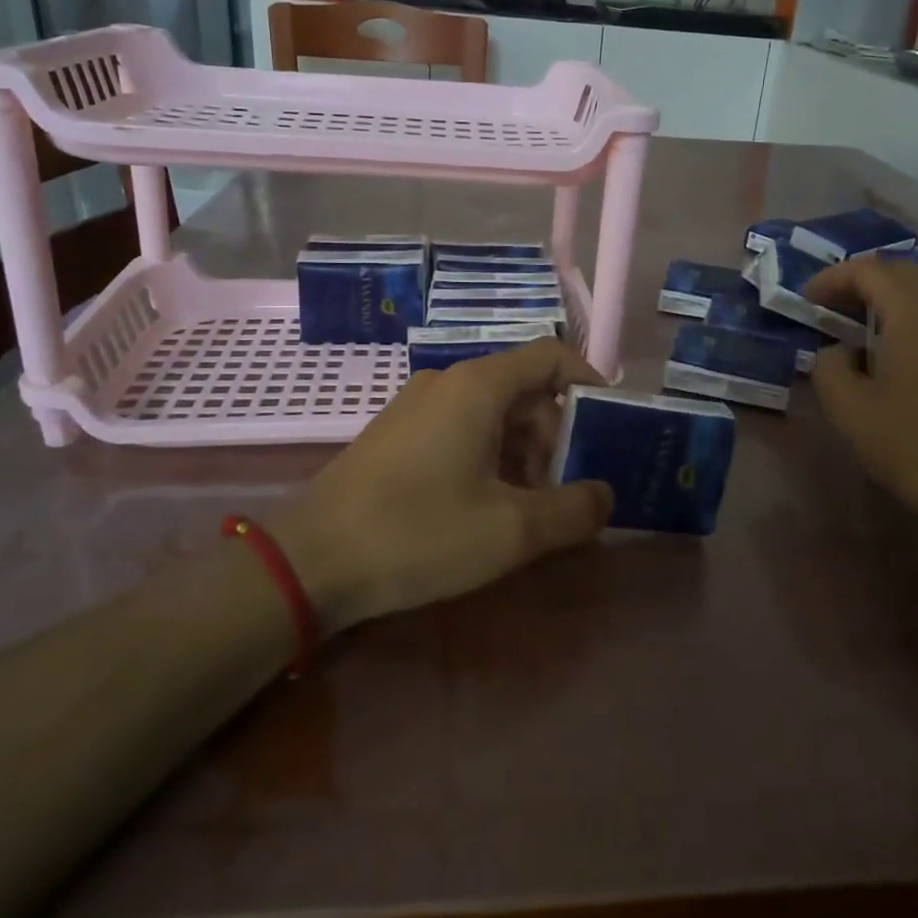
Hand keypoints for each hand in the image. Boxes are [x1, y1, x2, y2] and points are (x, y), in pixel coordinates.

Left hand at [270, 339, 612, 632]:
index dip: (588, 383)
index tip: (609, 426)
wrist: (308, 560)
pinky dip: (487, 458)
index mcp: (479, 385)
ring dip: (521, 453)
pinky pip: (459, 429)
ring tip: (524, 510)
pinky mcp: (395, 433)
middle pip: (523, 389)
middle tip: (563, 491)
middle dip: (554, 437)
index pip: (551, 356)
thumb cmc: (419, 534)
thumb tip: (604, 495)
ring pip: (491, 413)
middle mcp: (447, 381)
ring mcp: (415, 406)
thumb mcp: (511, 531)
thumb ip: (573, 511)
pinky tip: (481, 509)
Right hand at [803, 258, 917, 528]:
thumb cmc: (911, 445)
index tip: (809, 299)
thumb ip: (829, 366)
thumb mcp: (847, 408)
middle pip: (910, 269)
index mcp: (915, 308)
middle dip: (869, 280)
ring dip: (915, 283)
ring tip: (891, 309)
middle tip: (840, 306)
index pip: (868, 270)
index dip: (833, 278)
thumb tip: (839, 351)